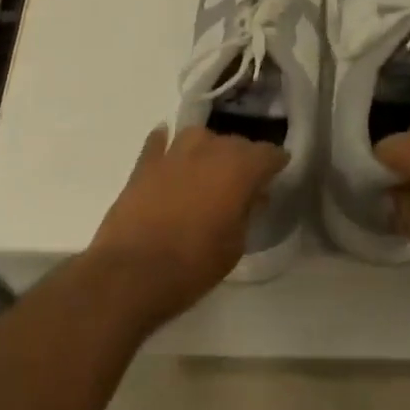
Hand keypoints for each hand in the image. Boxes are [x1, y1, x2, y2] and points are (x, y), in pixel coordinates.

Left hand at [87, 126, 287, 324]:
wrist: (133, 273)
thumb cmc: (194, 264)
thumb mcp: (235, 244)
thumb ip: (247, 211)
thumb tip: (253, 195)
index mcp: (238, 169)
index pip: (268, 153)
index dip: (275, 164)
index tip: (277, 175)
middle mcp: (208, 150)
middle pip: (234, 142)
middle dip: (243, 158)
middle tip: (244, 181)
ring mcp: (172, 154)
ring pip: (198, 136)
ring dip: (207, 149)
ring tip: (209, 169)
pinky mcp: (143, 165)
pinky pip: (159, 143)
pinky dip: (167, 145)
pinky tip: (169, 152)